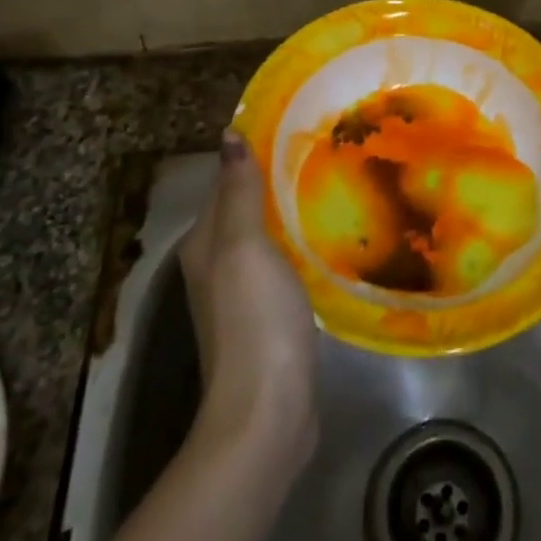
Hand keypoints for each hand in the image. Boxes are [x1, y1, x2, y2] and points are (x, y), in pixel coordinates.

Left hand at [179, 132, 317, 470]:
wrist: (266, 412)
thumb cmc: (254, 319)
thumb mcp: (245, 246)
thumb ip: (239, 192)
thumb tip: (229, 135)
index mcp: (205, 243)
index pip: (228, 182)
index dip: (255, 154)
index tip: (297, 128)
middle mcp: (217, 265)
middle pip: (247, 210)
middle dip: (278, 182)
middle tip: (327, 153)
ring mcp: (242, 296)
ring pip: (267, 238)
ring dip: (291, 215)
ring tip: (335, 186)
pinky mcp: (269, 319)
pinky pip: (284, 266)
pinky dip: (301, 247)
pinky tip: (329, 240)